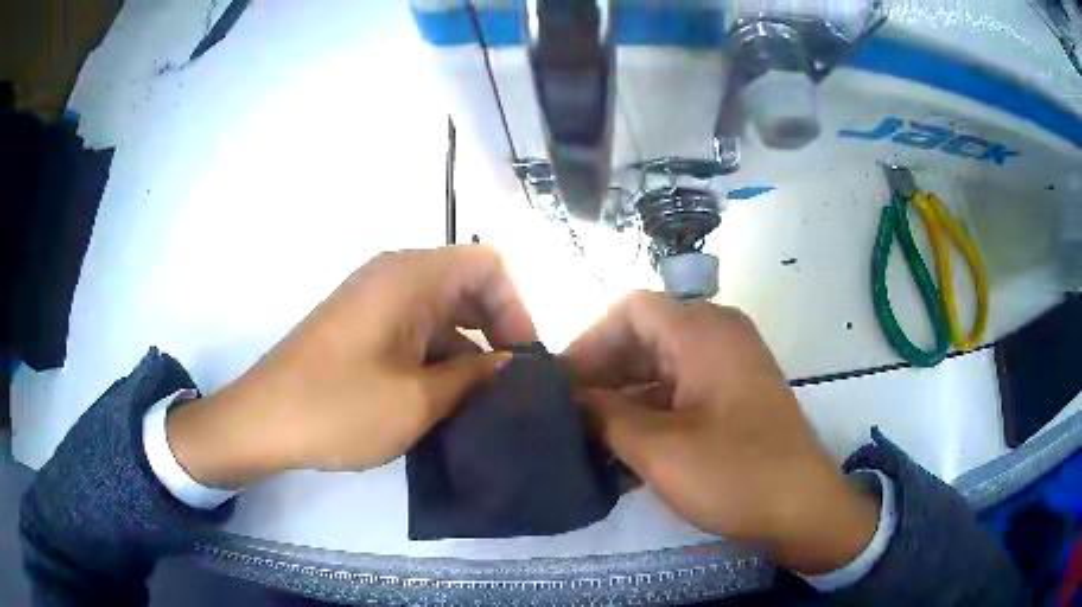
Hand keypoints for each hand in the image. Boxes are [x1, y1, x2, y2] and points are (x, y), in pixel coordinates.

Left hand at [166, 246, 535, 487]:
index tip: (522, 359)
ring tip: (479, 402)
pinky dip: (436, 356)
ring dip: (466, 350)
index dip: (516, 307)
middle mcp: (393, 275)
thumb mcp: (419, 400)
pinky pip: (414, 328)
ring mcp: (373, 300)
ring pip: (441, 311)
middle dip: (496, 330)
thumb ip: (474, 377)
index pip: (488, 265)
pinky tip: (441, 400)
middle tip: (508, 384)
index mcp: (410, 276)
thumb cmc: (338, 407)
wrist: (262, 422)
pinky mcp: (360, 325)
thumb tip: (509, 363)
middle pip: (467, 286)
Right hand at [564, 292, 877, 574]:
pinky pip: (682, 393)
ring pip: (661, 369)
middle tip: (568, 417)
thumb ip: (604, 416)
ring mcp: (729, 367)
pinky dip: (652, 415)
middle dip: (603, 376)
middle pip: (645, 339)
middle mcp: (718, 336)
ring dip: (625, 401)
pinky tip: (625, 456)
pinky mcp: (734, 397)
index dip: (589, 341)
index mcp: (703, 331)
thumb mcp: (658, 449)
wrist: (803, 509)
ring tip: (590, 442)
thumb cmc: (735, 473)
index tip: (561, 384)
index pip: (630, 310)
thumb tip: (568, 398)